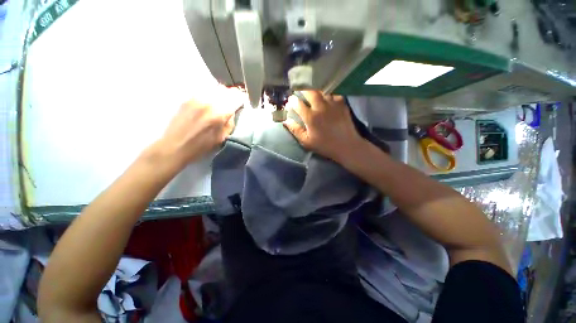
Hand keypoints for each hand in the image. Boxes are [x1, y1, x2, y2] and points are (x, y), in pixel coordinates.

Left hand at [148, 86, 244, 170]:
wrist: (175, 146)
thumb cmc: (201, 145)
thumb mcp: (222, 137)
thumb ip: (230, 122)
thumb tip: (232, 112)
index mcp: (220, 113)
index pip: (236, 96)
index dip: (240, 100)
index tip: (240, 105)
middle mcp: (209, 101)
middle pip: (226, 90)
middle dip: (231, 96)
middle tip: (231, 105)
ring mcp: (196, 97)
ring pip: (214, 88)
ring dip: (220, 94)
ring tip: (219, 104)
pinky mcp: (188, 97)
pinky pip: (204, 90)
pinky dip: (210, 94)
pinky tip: (208, 104)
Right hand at [283, 91, 366, 162]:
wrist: (347, 145)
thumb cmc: (325, 145)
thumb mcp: (306, 142)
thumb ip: (295, 130)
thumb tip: (285, 120)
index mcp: (310, 117)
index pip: (297, 103)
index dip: (292, 101)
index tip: (290, 102)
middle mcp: (321, 106)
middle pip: (309, 91)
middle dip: (302, 90)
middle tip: (300, 93)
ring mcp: (332, 103)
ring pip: (320, 90)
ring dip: (314, 91)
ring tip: (312, 95)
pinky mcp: (341, 102)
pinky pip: (332, 93)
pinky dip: (326, 94)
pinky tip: (325, 99)